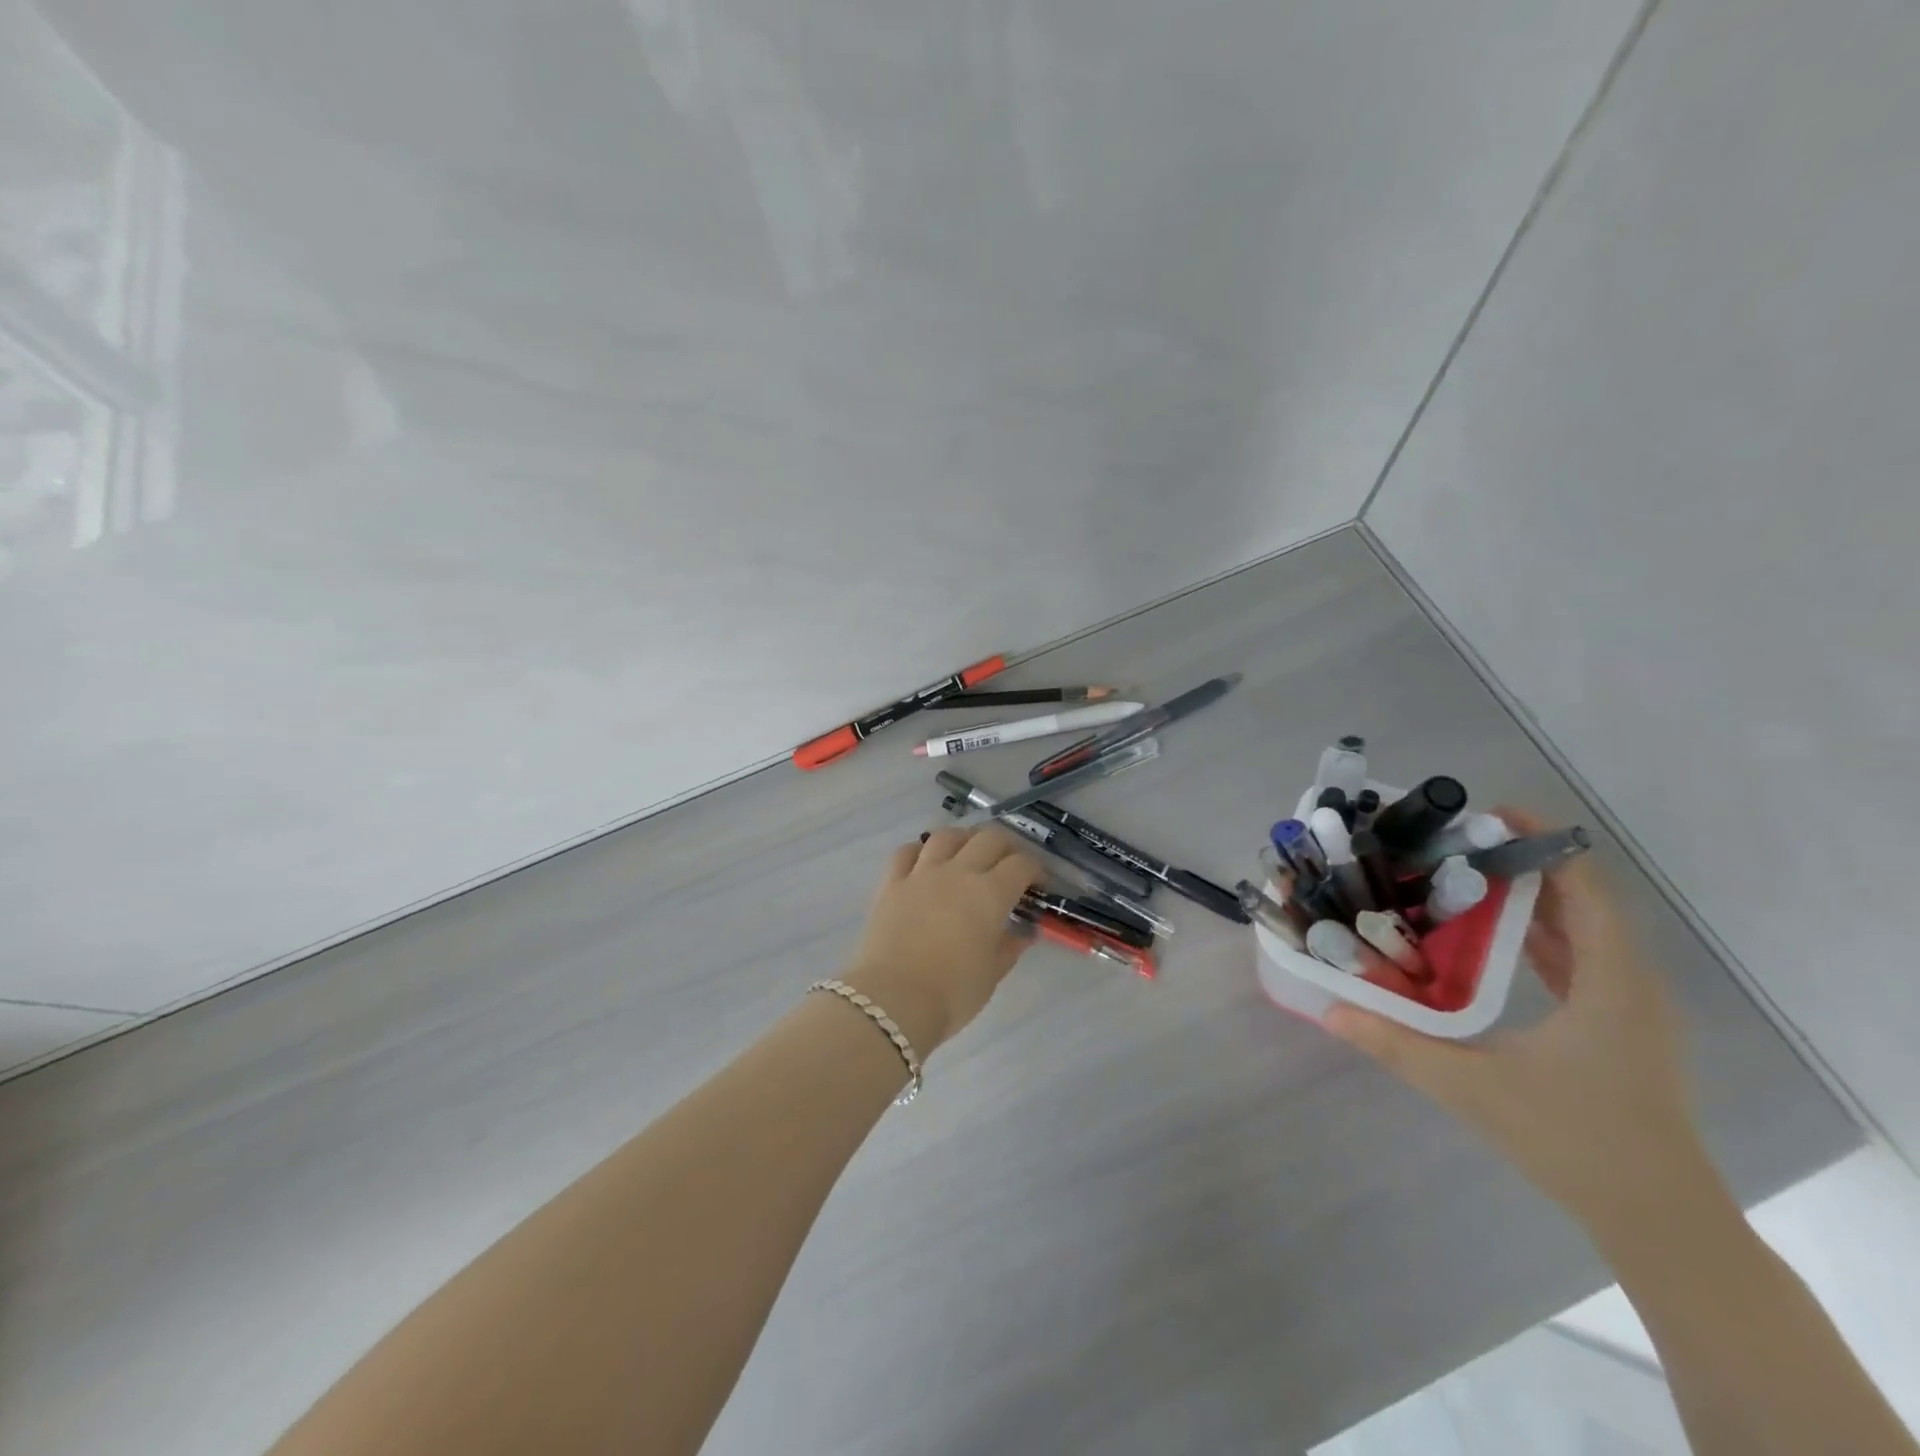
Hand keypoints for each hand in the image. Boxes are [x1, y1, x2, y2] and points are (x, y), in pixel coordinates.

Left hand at [842, 827, 1042, 1054]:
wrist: (893, 1000)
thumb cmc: (952, 993)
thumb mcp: (992, 974)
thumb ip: (1009, 947)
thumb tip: (1023, 933)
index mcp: (990, 893)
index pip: (1020, 864)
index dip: (1035, 870)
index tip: (1038, 884)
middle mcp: (958, 872)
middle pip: (988, 838)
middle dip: (1006, 847)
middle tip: (1009, 866)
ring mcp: (921, 873)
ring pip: (946, 836)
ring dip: (964, 839)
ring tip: (968, 854)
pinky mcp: (891, 883)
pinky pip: (906, 852)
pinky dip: (920, 851)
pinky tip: (925, 861)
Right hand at [1325, 810, 1716, 1235]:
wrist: (1660, 1221)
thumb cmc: (1574, 1143)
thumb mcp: (1472, 1090)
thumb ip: (1396, 1046)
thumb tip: (1329, 1009)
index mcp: (1610, 983)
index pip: (1584, 887)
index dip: (1542, 842)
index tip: (1485, 816)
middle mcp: (1630, 982)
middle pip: (1581, 899)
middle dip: (1521, 863)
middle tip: (1451, 844)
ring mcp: (1629, 1006)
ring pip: (1582, 928)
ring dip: (1529, 897)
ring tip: (1461, 877)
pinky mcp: (1620, 1026)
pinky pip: (1581, 957)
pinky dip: (1539, 932)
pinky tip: (1489, 936)